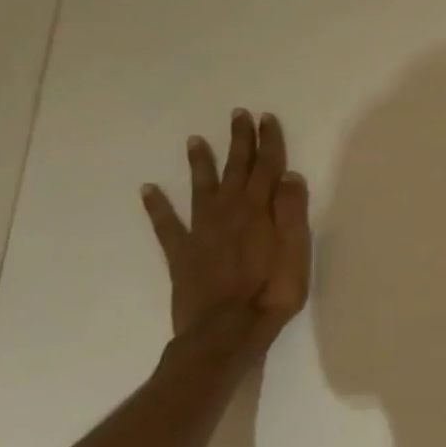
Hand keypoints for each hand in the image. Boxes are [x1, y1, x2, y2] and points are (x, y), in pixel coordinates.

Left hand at [141, 109, 311, 339]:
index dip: (268, 142)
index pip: (266, 168)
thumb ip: (292, 212)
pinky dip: (157, 206)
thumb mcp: (297, 251)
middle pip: (236, 170)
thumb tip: (289, 175)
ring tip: (195, 141)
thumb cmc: (272, 292)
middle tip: (238, 115)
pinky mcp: (181, 253)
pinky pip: (166, 224)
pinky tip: (148, 190)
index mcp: (259, 210)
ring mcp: (201, 232)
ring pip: (201, 188)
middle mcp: (228, 212)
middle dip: (239, 141)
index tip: (266, 118)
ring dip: (200, 164)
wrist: (226, 331)